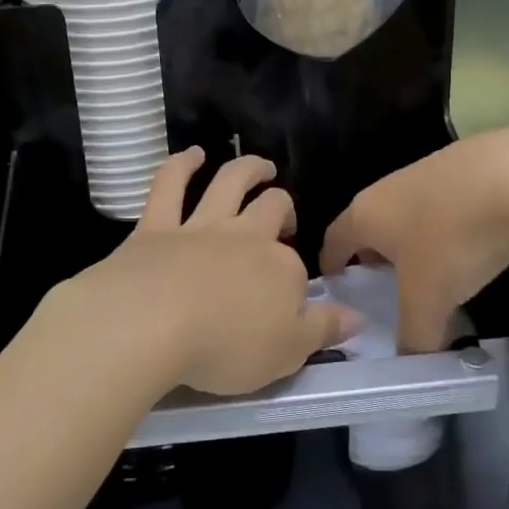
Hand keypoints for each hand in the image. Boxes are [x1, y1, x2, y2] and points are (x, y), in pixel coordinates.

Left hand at [46, 150, 354, 396]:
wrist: (150, 323)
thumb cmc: (225, 347)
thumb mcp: (287, 353)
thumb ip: (323, 331)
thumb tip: (357, 316)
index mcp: (280, 268)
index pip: (296, 267)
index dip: (295, 278)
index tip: (291, 297)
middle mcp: (245, 237)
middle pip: (271, 207)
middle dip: (281, 204)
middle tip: (282, 212)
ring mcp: (200, 226)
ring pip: (230, 183)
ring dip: (247, 169)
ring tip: (259, 166)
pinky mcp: (156, 225)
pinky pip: (171, 184)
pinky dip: (181, 165)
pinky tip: (192, 155)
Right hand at [321, 124, 508, 351]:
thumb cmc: (453, 239)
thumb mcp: (430, 300)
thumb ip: (415, 336)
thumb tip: (412, 363)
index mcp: (365, 215)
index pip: (333, 241)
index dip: (331, 267)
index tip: (337, 289)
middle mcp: (386, 188)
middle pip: (369, 225)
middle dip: (374, 256)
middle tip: (388, 289)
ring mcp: (425, 171)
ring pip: (407, 212)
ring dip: (413, 240)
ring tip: (434, 270)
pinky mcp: (464, 165)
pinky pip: (443, 203)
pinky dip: (447, 225)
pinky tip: (472, 244)